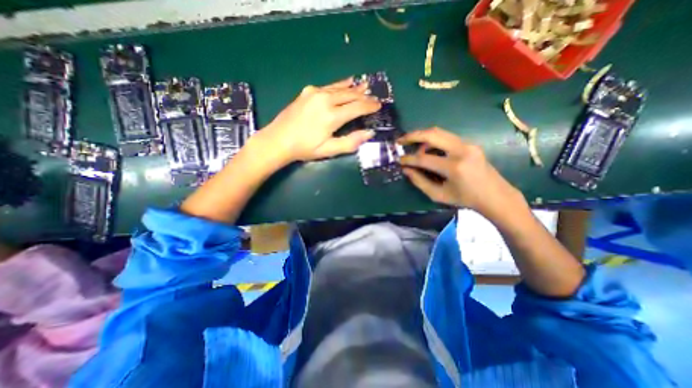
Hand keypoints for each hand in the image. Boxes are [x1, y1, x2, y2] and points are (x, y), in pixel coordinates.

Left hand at [254, 77, 379, 161]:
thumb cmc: (304, 148)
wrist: (278, 140)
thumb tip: (369, 133)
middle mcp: (325, 100)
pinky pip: (329, 86)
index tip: (379, 105)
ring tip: (365, 86)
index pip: (357, 107)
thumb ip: (350, 142)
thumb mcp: (328, 150)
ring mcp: (315, 93)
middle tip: (375, 97)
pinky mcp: (308, 92)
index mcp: (331, 116)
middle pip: (350, 95)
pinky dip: (340, 85)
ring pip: (340, 88)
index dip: (370, 106)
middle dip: (364, 96)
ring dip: (354, 88)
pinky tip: (346, 83)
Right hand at [398, 128, 527, 221]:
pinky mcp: (470, 143)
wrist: (495, 195)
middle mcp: (461, 150)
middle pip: (432, 135)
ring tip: (412, 146)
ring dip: (422, 137)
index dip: (409, 160)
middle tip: (400, 141)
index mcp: (454, 167)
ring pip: (439, 132)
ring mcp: (468, 144)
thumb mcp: (438, 195)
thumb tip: (406, 170)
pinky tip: (427, 148)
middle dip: (412, 136)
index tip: (399, 160)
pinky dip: (433, 140)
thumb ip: (420, 182)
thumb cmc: (465, 199)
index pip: (424, 159)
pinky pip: (446, 136)